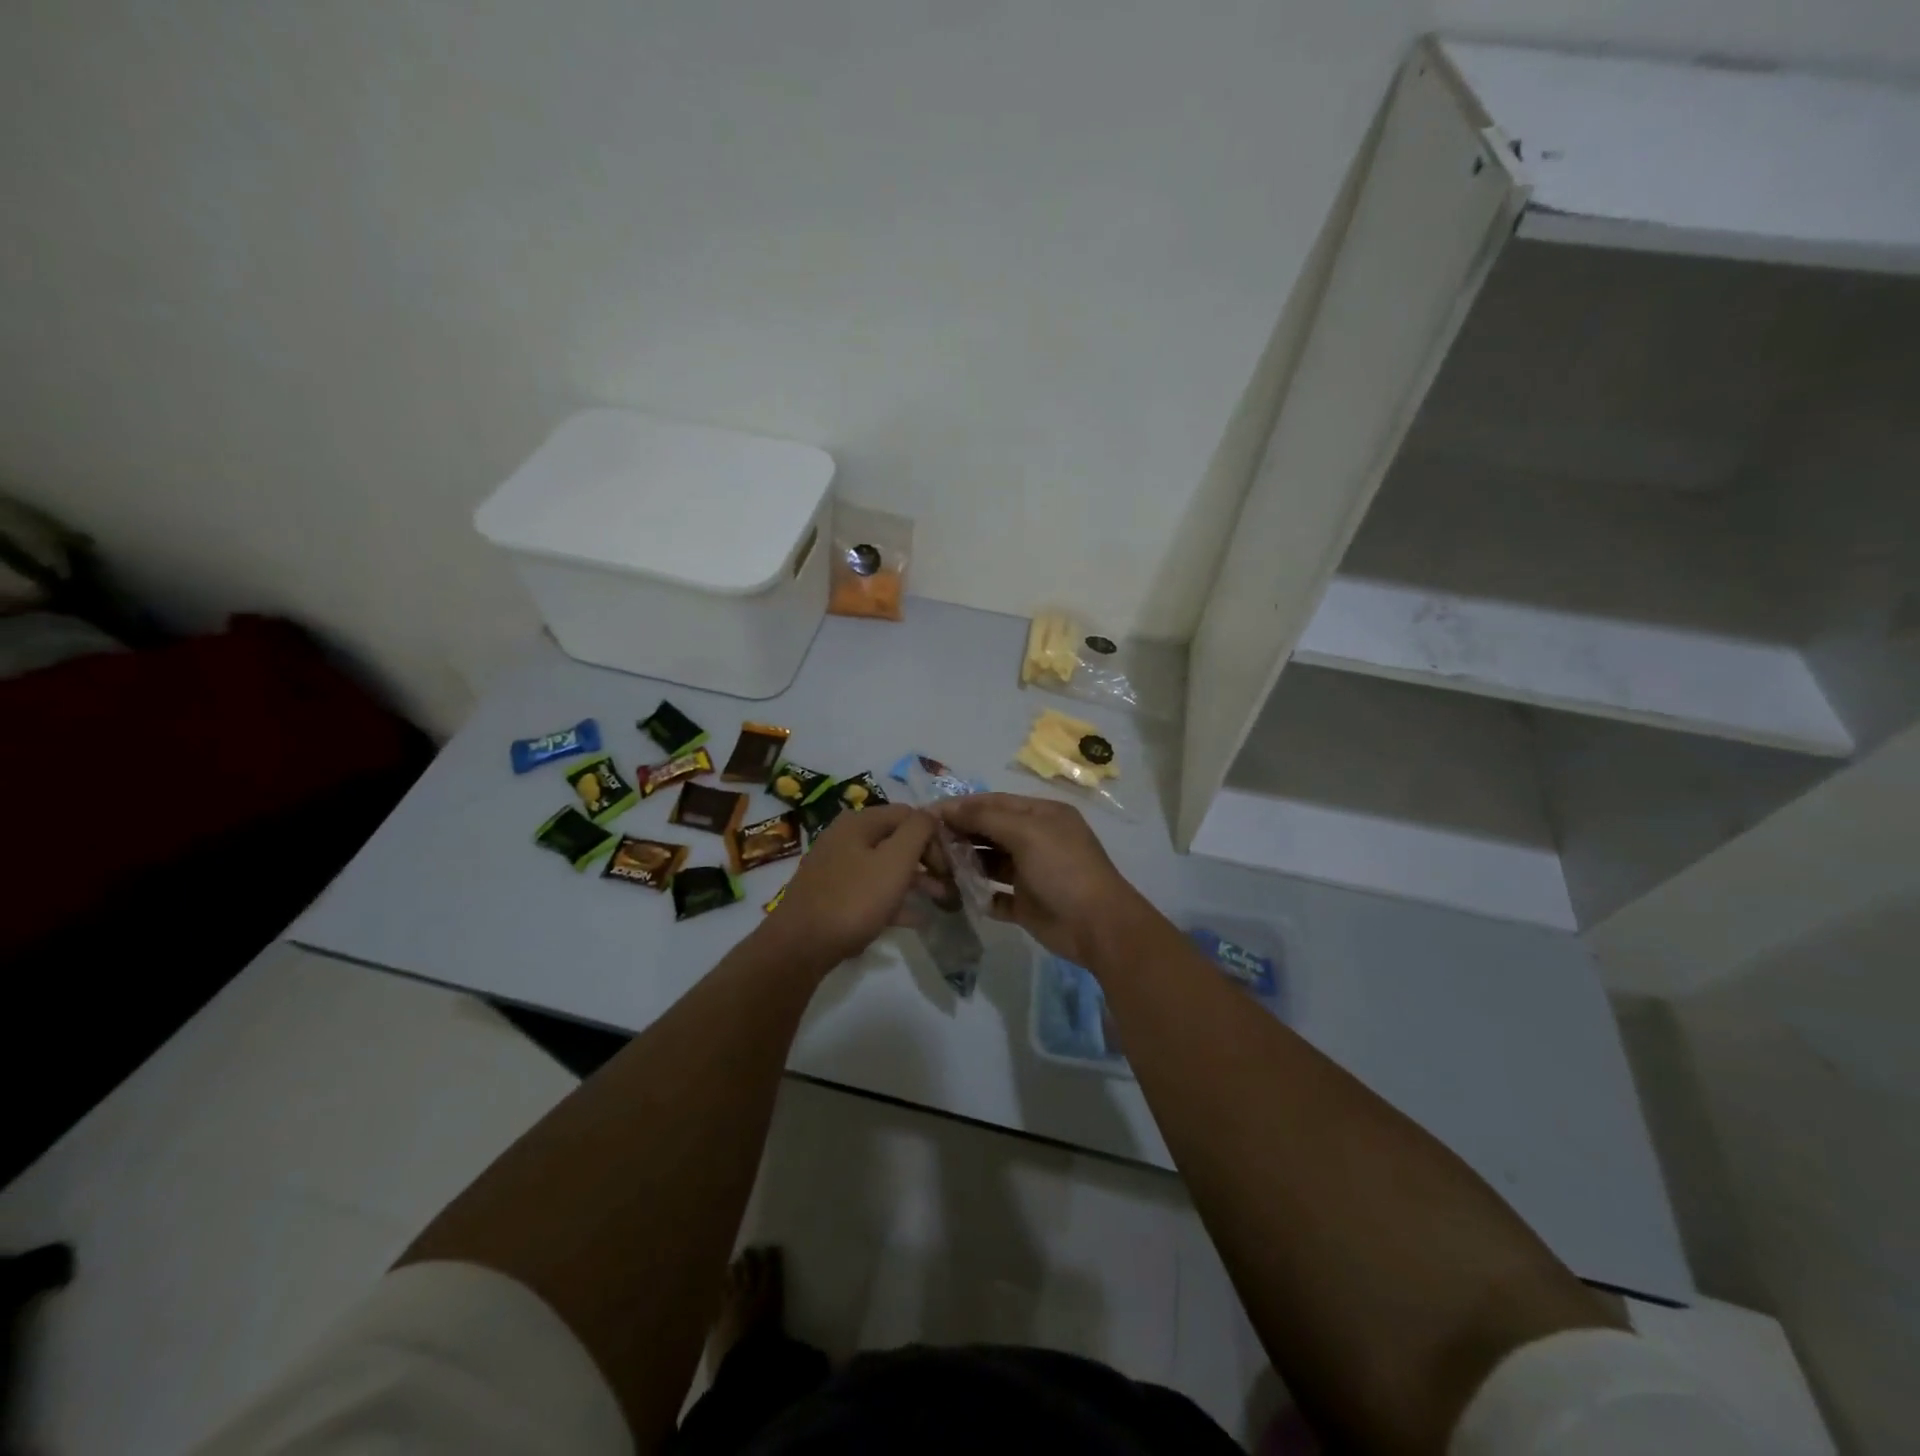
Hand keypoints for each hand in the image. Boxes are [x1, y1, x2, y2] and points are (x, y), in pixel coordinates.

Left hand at [765, 804, 938, 970]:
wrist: (799, 946)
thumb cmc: (854, 899)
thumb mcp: (895, 860)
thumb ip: (918, 830)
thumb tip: (932, 812)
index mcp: (860, 822)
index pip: (909, 815)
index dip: (934, 836)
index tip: (951, 864)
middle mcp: (846, 838)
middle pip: (897, 840)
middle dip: (927, 860)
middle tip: (950, 884)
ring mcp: (837, 867)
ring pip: (886, 867)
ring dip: (915, 881)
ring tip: (942, 901)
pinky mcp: (833, 895)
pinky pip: (872, 890)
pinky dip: (895, 900)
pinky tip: (917, 919)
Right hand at [930, 793, 1152, 965]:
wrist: (1097, 926)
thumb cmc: (1063, 869)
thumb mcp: (1027, 833)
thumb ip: (986, 818)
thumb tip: (950, 808)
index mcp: (1041, 815)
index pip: (994, 803)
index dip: (961, 807)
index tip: (926, 815)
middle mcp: (1036, 840)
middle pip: (990, 831)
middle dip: (960, 835)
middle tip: (927, 844)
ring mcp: (1031, 873)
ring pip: (989, 863)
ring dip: (966, 864)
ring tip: (937, 869)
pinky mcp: (1026, 903)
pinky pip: (995, 895)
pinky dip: (979, 894)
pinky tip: (959, 894)